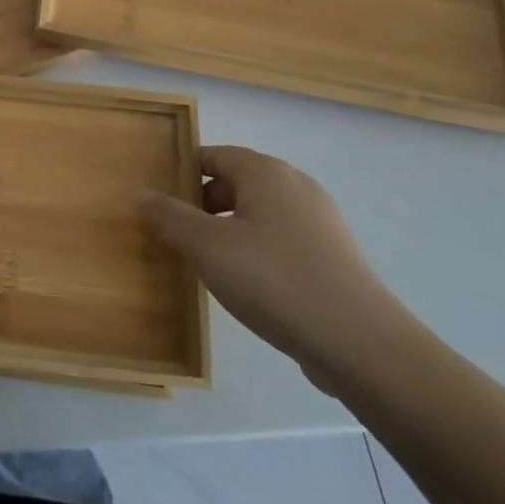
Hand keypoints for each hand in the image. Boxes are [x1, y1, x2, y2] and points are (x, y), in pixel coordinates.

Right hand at [140, 145, 410, 386]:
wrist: (363, 346)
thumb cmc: (274, 280)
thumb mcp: (205, 247)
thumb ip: (167, 216)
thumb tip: (141, 195)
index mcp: (266, 172)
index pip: (210, 156)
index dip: (180, 176)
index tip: (158, 204)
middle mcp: (296, 186)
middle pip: (233, 183)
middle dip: (201, 207)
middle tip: (176, 237)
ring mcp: (321, 222)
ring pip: (257, 215)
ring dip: (228, 233)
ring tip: (207, 266)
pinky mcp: (335, 258)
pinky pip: (281, 242)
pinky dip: (257, 254)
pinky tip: (248, 288)